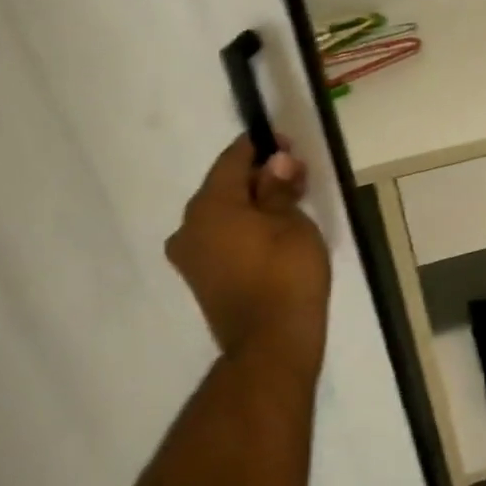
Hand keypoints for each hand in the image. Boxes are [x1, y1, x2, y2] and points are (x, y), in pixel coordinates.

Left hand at [166, 136, 331, 366]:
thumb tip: (276, 161)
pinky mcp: (201, 278)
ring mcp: (191, 256)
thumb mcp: (292, 223)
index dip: (260, 146)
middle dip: (259, 176)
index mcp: (209, 206)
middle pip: (225, 187)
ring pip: (223, 214)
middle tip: (296, 174)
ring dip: (253, 203)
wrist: (271, 343)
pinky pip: (222, 238)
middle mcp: (189, 226)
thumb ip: (279, 188)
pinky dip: (245, 228)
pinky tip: (271, 232)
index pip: (232, 160)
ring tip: (289, 204)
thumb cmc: (286, 274)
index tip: (287, 142)